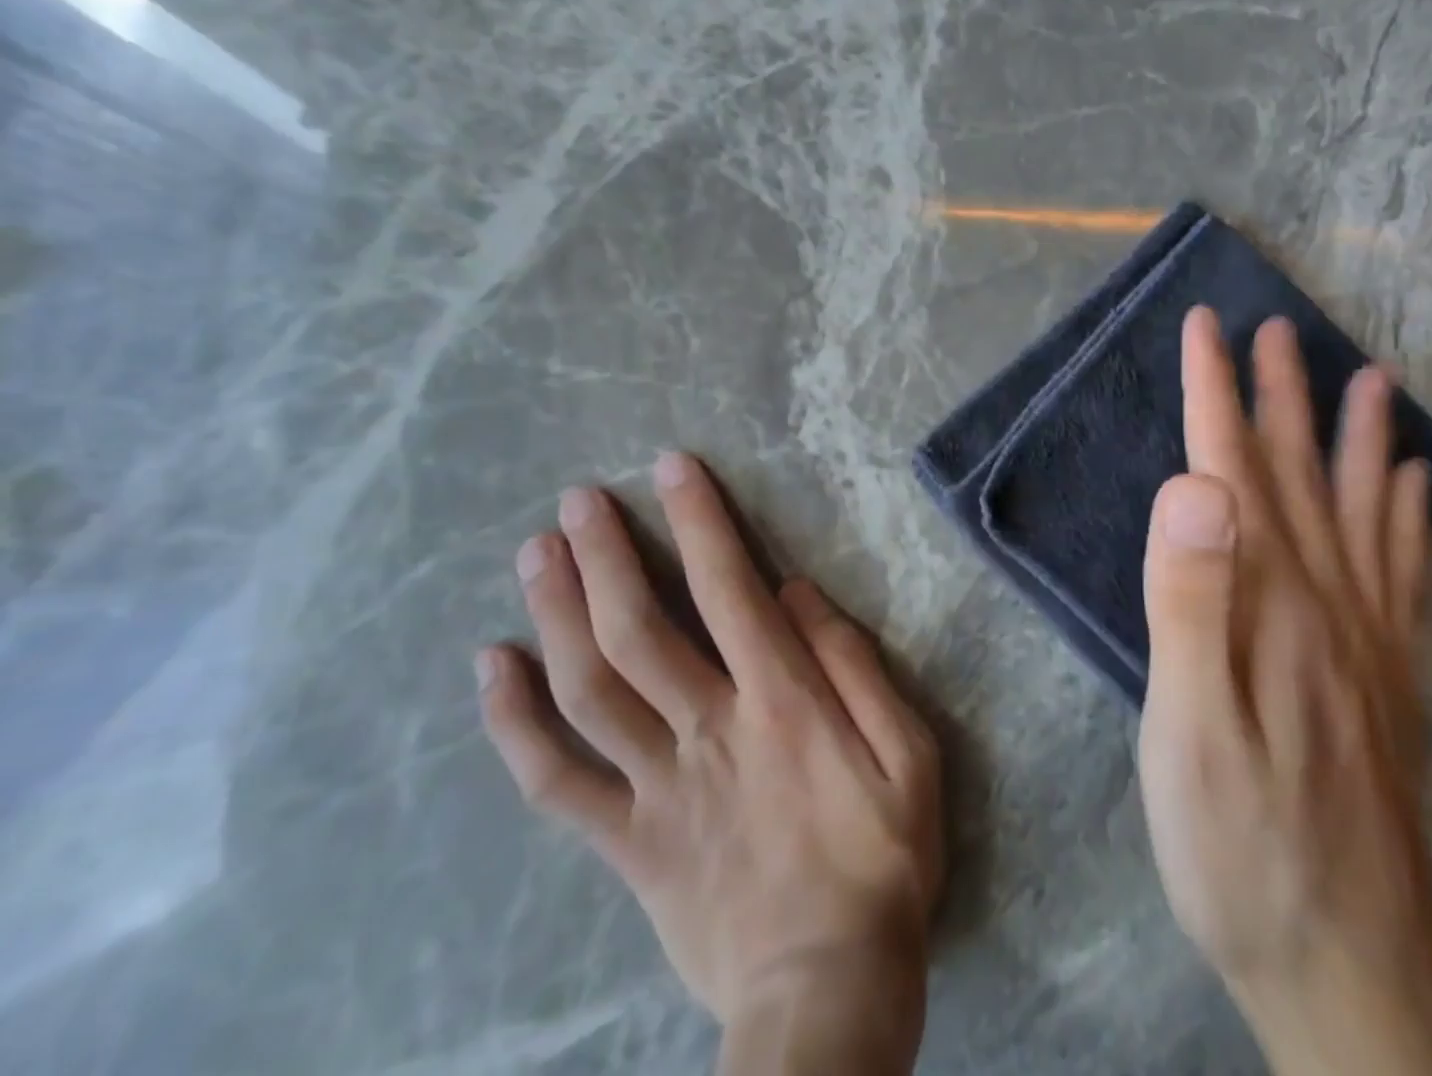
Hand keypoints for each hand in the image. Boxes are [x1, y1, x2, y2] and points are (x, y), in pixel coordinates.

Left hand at [475, 453, 943, 1075]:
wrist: (826, 994)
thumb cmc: (883, 858)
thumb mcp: (908, 752)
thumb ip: (854, 665)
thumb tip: (795, 592)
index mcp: (781, 701)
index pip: (727, 587)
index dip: (697, 520)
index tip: (671, 468)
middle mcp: (707, 729)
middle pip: (638, 628)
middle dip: (605, 554)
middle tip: (576, 500)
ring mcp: (657, 787)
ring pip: (588, 689)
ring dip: (556, 615)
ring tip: (535, 554)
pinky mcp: (629, 842)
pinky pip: (556, 781)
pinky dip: (515, 723)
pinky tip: (491, 670)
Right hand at [1138, 307, 1431, 1075]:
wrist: (1351, 969)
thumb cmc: (1241, 843)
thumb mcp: (1189, 726)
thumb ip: (1190, 598)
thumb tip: (1192, 484)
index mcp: (1270, 600)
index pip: (1232, 467)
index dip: (1214, 391)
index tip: (1204, 326)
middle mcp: (1329, 601)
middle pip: (1297, 474)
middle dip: (1279, 393)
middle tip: (1276, 328)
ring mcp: (1370, 639)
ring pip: (1362, 511)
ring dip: (1357, 437)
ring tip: (1371, 379)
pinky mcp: (1388, 678)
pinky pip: (1407, 573)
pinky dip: (1408, 516)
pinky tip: (1413, 487)